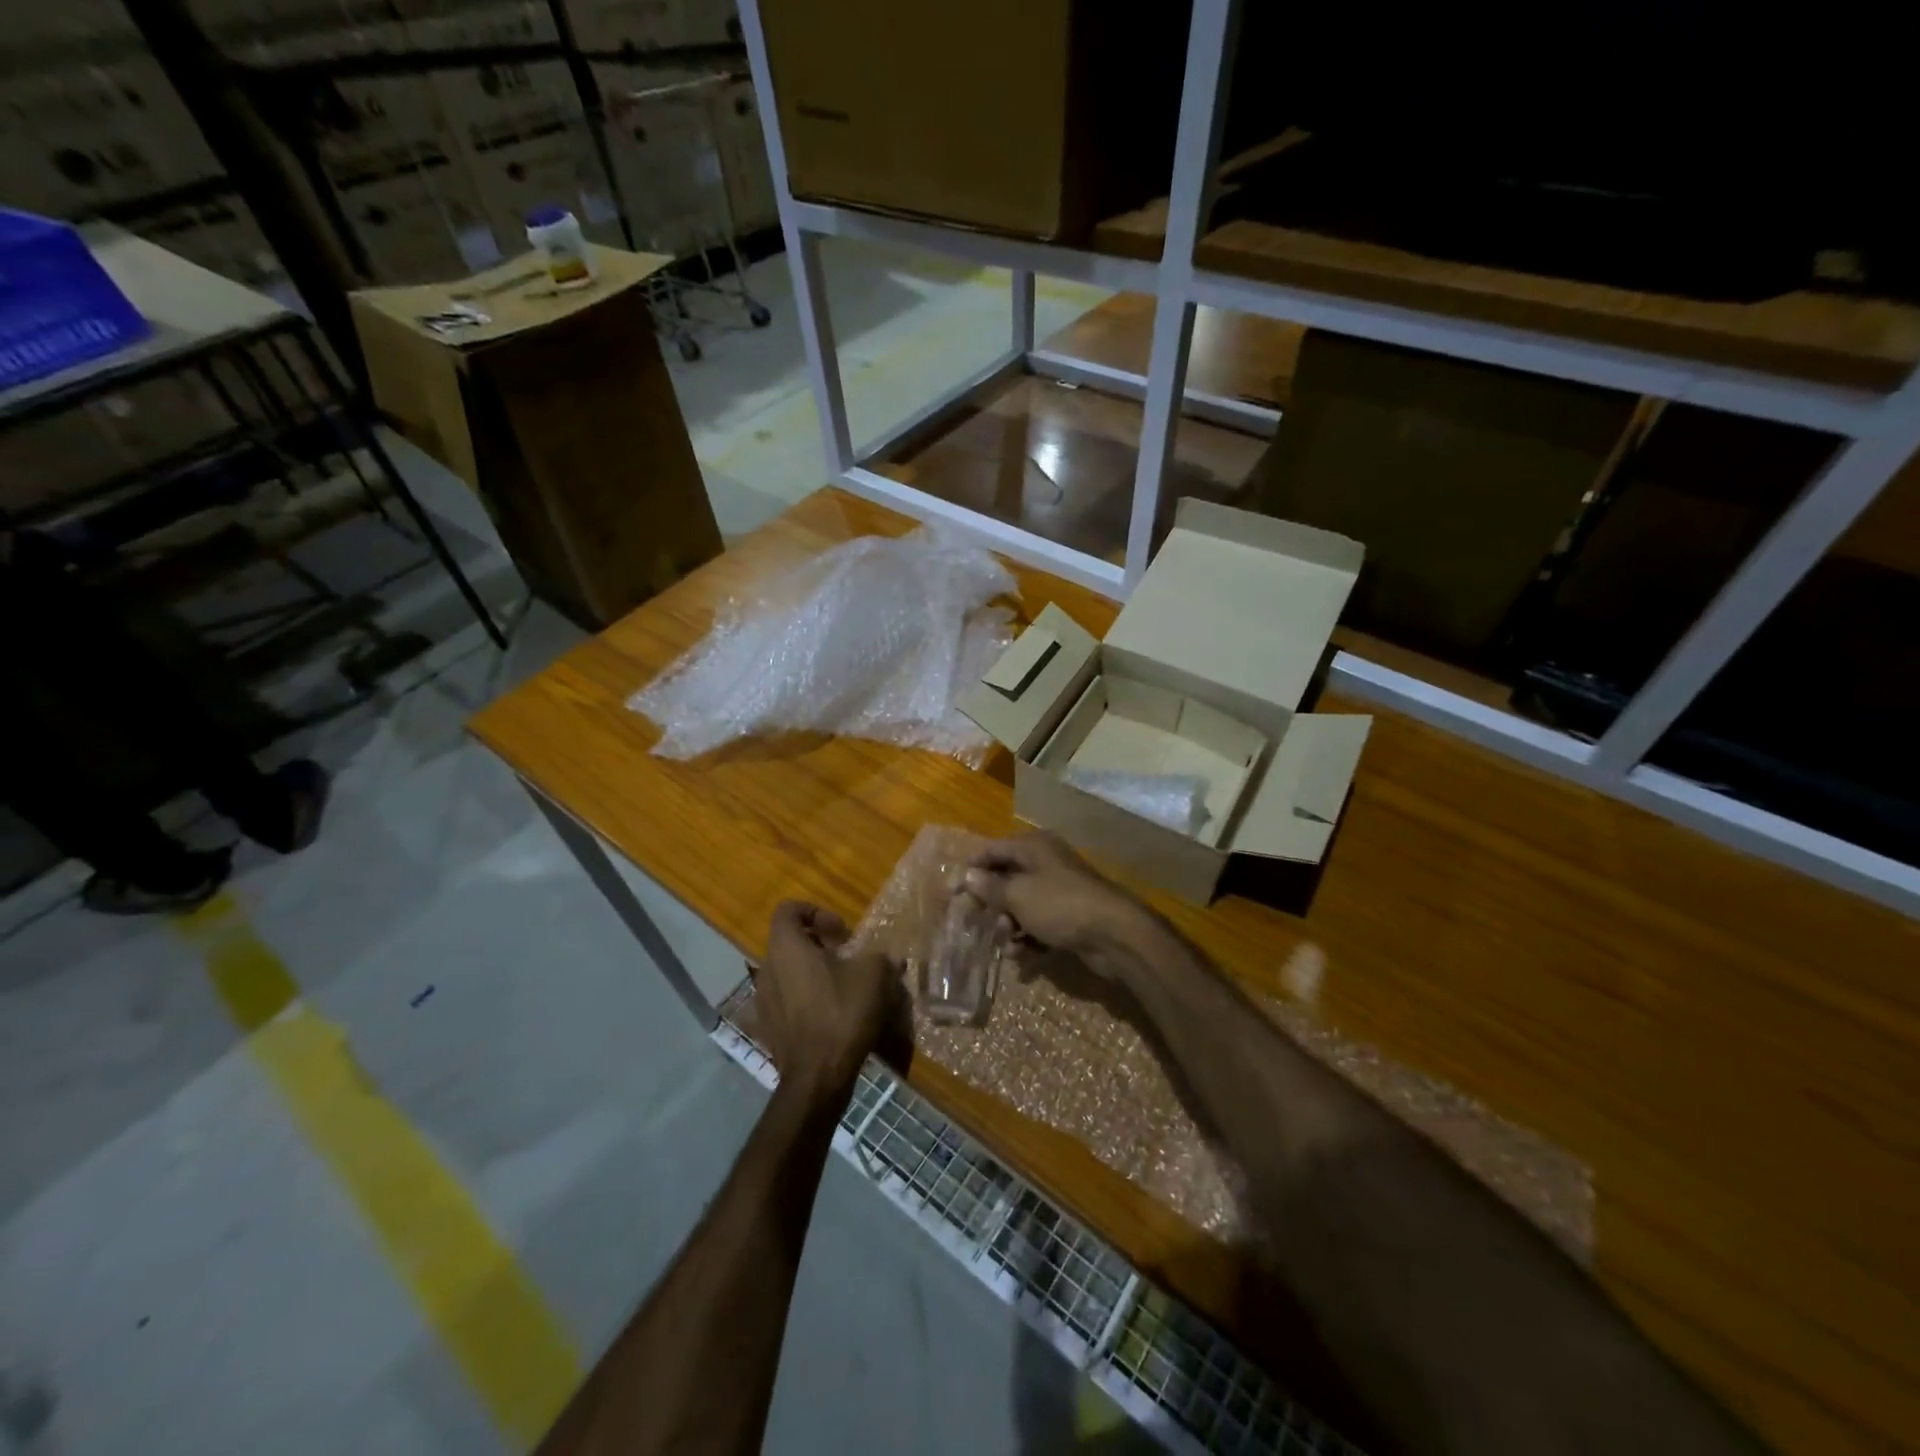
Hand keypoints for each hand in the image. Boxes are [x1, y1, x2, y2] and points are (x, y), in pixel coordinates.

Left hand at [754, 902, 898, 1108]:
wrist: (818, 1075)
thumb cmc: (842, 1012)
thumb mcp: (874, 974)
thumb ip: (878, 956)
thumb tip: (884, 958)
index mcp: (786, 946)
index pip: (789, 909)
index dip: (816, 912)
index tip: (841, 933)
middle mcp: (767, 967)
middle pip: (789, 941)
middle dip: (819, 945)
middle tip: (847, 959)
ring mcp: (763, 999)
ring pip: (788, 971)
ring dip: (812, 972)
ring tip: (841, 988)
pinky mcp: (768, 1027)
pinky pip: (786, 1000)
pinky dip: (805, 999)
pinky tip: (829, 1015)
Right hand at [962, 832, 1143, 962]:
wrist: (1114, 934)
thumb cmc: (1060, 905)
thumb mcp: (1018, 895)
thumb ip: (990, 887)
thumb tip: (967, 876)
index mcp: (1033, 847)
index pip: (993, 850)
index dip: (971, 869)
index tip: (952, 892)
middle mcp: (1046, 863)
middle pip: (1006, 878)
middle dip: (991, 901)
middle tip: (975, 921)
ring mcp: (1059, 890)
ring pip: (1022, 904)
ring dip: (1009, 923)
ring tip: (1006, 941)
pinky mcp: (1069, 916)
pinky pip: (1039, 923)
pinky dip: (1028, 936)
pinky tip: (1022, 955)